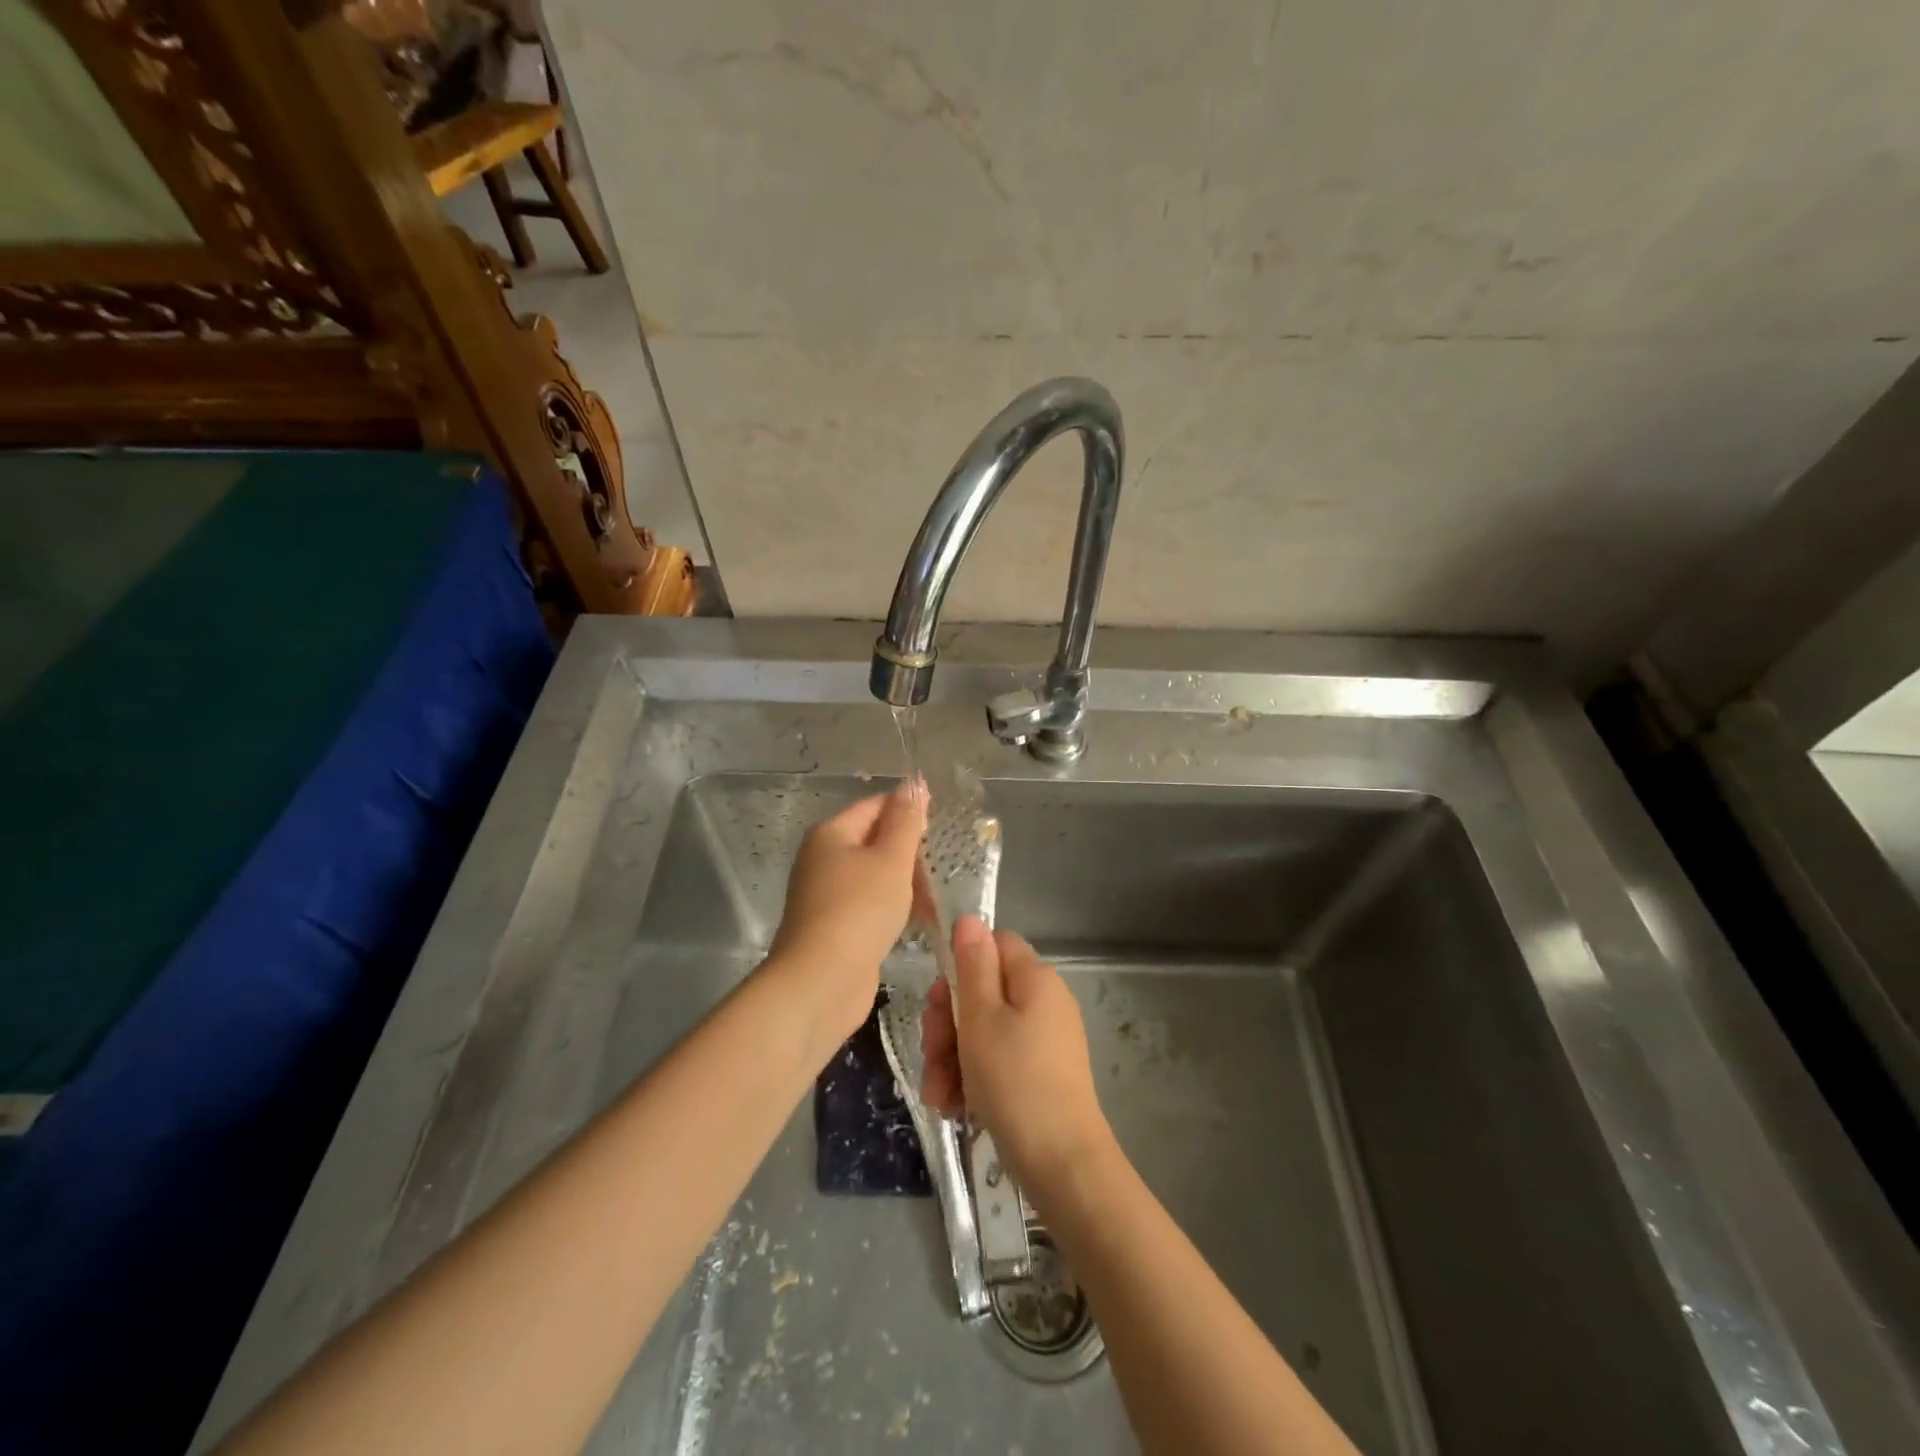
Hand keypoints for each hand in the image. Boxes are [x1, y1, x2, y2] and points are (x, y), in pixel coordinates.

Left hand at [766, 782, 925, 1041]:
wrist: (821, 982)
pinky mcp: (835, 927)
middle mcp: (823, 859)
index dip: (908, 810)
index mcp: (831, 834)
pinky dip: (895, 907)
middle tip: (946, 864)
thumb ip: (906, 821)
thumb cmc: (859, 910)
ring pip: (875, 876)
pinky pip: (870, 905)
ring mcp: (826, 895)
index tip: (943, 825)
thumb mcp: (891, 859)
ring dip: (907, 882)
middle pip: (874, 841)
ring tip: (940, 895)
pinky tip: (921, 920)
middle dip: (910, 851)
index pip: (874, 806)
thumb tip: (914, 783)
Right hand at [921, 916, 1112, 1192]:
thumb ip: (973, 965)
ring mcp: (1045, 1039)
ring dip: (953, 1057)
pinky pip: (998, 1060)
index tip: (940, 1001)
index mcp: (1035, 978)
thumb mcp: (981, 1019)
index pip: (993, 945)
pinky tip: (954, 1106)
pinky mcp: (1041, 1072)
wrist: (1062, 1164)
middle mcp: (1044, 1001)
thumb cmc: (1015, 1082)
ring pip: (984, 1030)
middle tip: (932, 1055)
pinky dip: (973, 1077)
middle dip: (948, 1023)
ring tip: (939, 1094)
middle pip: (984, 991)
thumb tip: (970, 918)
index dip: (961, 967)